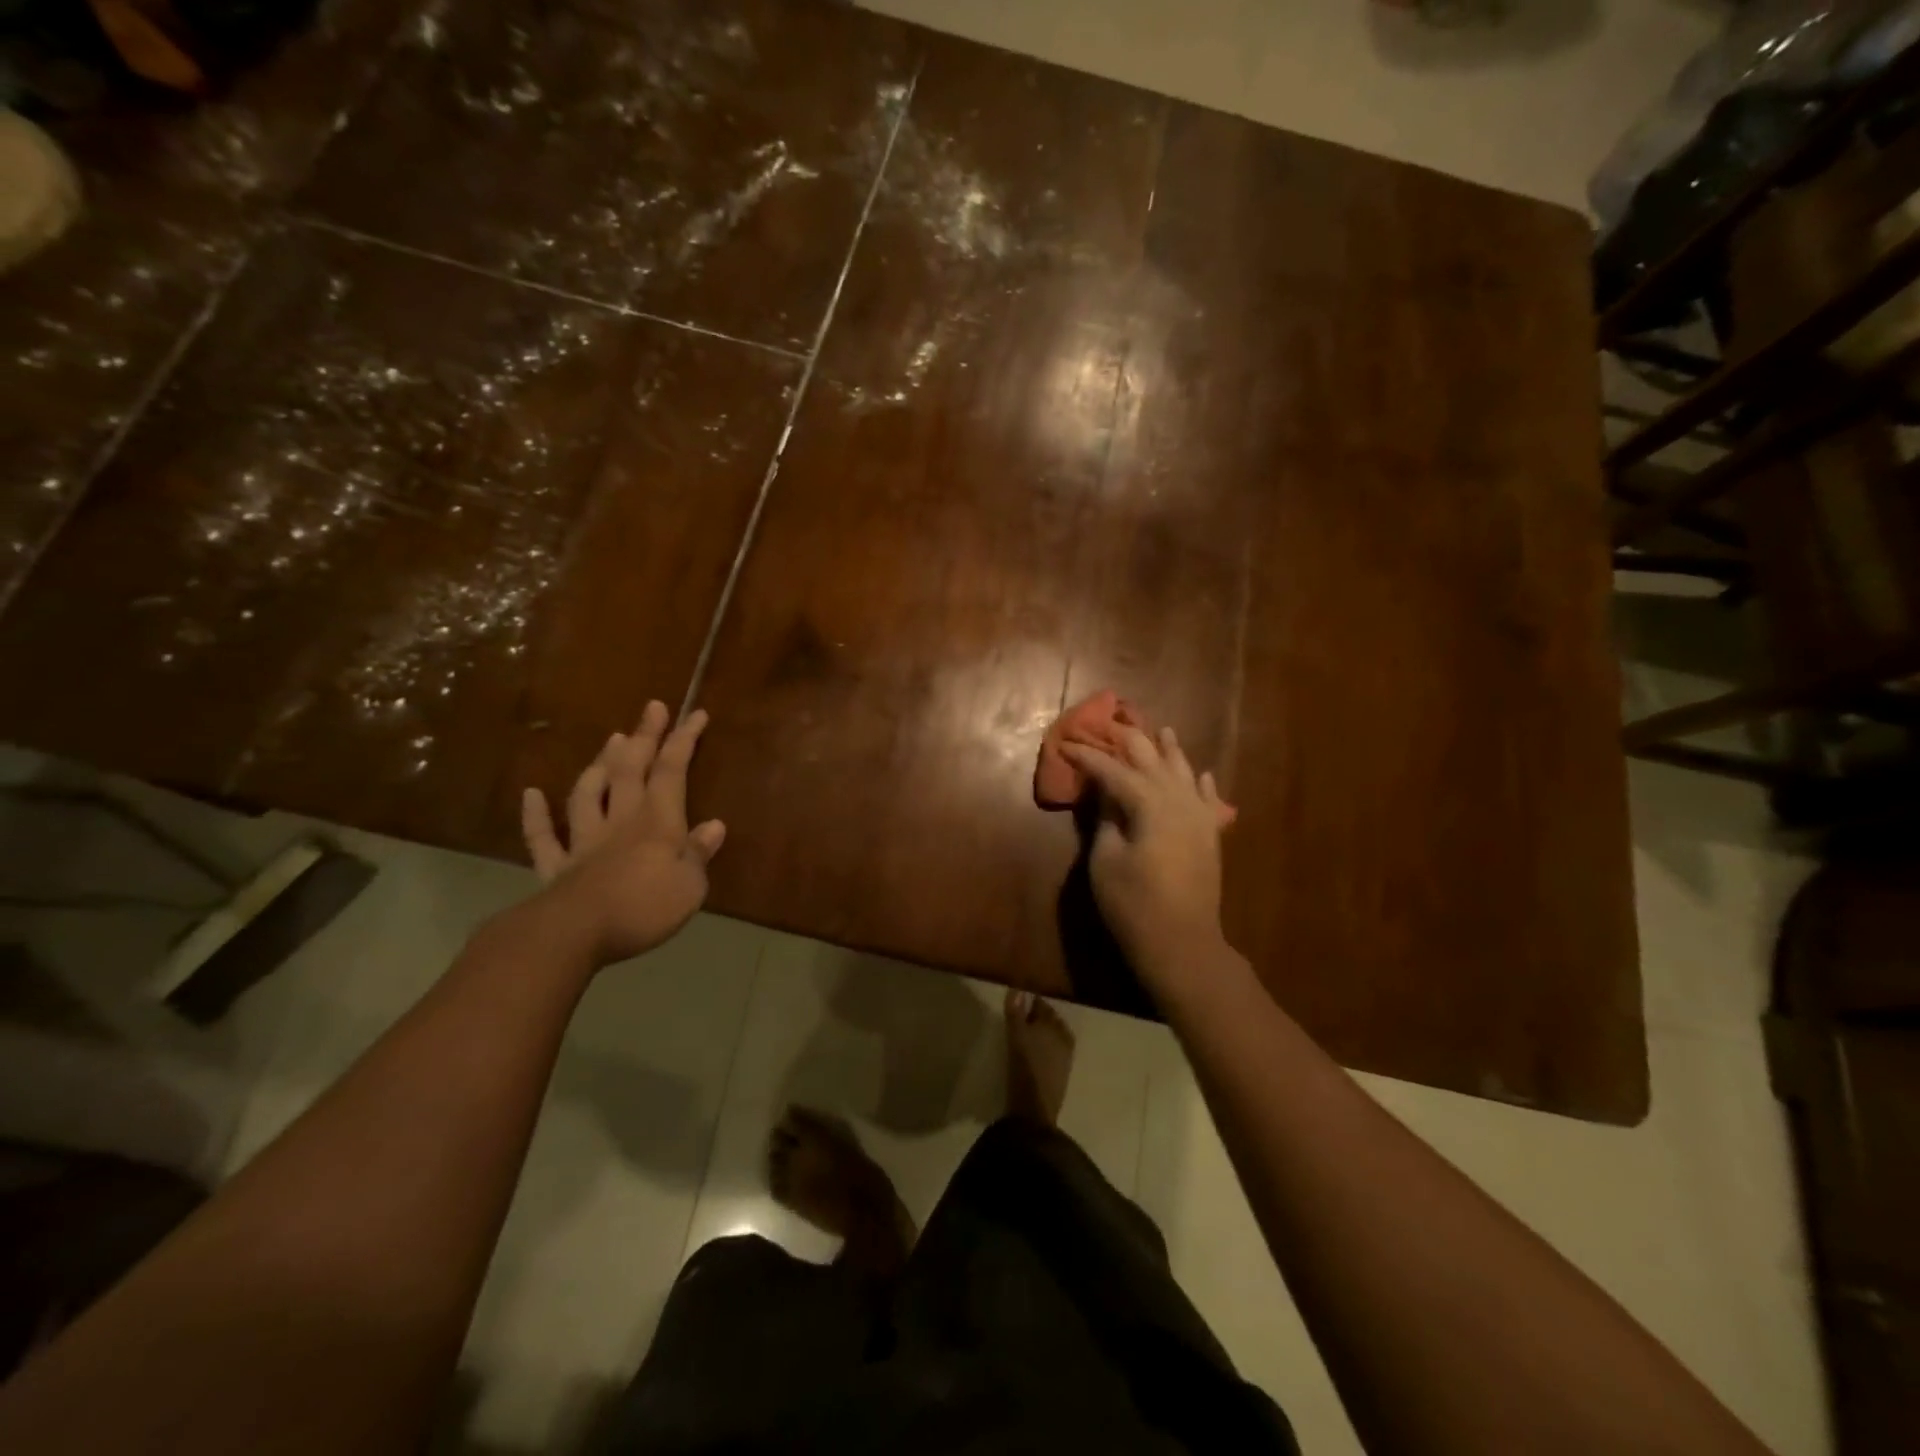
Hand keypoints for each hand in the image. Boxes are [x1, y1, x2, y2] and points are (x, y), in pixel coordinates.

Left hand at [519, 702, 725, 968]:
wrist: (576, 933)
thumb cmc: (645, 907)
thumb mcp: (690, 885)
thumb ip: (699, 854)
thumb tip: (715, 825)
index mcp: (658, 822)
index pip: (672, 771)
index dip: (683, 740)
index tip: (695, 714)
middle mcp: (621, 821)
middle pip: (631, 770)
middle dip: (644, 736)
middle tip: (652, 708)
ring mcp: (585, 841)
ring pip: (590, 793)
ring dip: (600, 764)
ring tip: (611, 739)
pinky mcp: (557, 866)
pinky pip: (544, 836)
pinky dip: (536, 815)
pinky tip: (531, 794)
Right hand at [1062, 726, 1228, 994]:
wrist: (1183, 944)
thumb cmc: (1133, 904)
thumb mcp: (1105, 861)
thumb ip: (1106, 820)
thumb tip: (1106, 794)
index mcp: (1149, 804)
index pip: (1113, 770)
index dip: (1088, 756)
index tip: (1065, 744)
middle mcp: (1178, 800)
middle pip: (1152, 760)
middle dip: (1129, 739)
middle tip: (1111, 721)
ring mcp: (1199, 817)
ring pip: (1184, 772)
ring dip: (1169, 750)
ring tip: (1161, 729)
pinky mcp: (1209, 835)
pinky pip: (1208, 799)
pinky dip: (1201, 782)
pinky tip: (1200, 772)